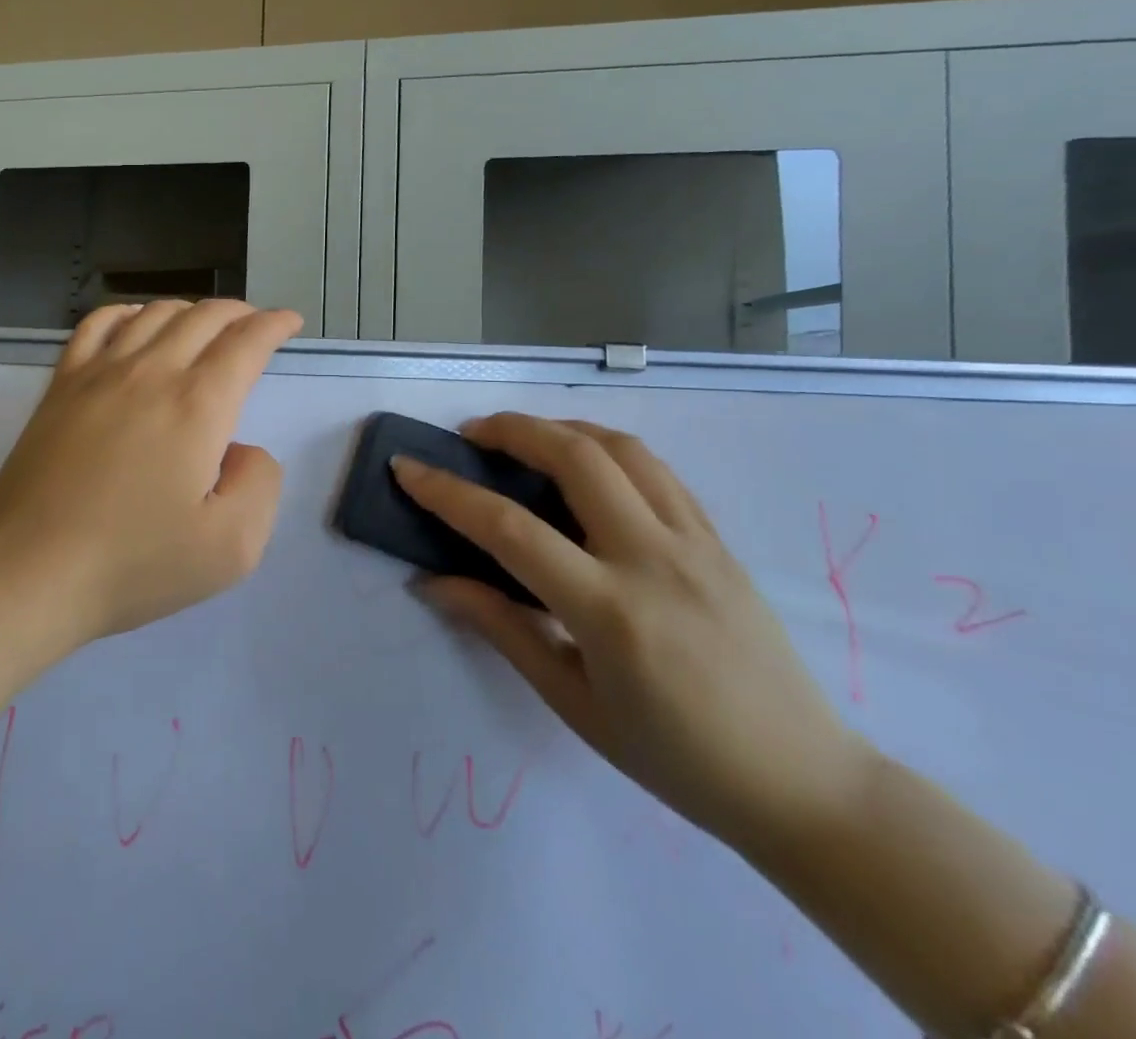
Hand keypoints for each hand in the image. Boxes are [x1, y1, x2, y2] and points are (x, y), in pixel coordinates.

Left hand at [0, 299, 301, 645]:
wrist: (29, 570)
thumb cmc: (133, 564)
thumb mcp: (231, 548)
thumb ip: (259, 485)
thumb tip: (241, 450)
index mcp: (198, 406)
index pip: (245, 343)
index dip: (273, 325)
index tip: (288, 322)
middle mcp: (151, 373)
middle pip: (202, 317)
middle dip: (238, 312)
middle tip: (254, 324)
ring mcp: (99, 373)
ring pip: (153, 313)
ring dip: (189, 309)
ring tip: (203, 324)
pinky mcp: (61, 386)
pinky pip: (96, 326)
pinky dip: (126, 312)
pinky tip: (133, 322)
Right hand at [394, 414, 873, 853]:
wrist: (807, 785)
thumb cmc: (675, 757)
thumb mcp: (572, 702)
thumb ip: (500, 627)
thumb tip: (433, 582)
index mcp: (610, 611)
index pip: (509, 528)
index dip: (447, 492)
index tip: (406, 467)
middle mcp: (654, 560)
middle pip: (575, 458)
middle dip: (511, 430)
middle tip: (470, 435)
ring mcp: (696, 544)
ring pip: (622, 449)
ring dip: (561, 428)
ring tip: (523, 437)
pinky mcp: (720, 542)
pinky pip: (658, 471)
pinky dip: (607, 449)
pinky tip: (584, 464)